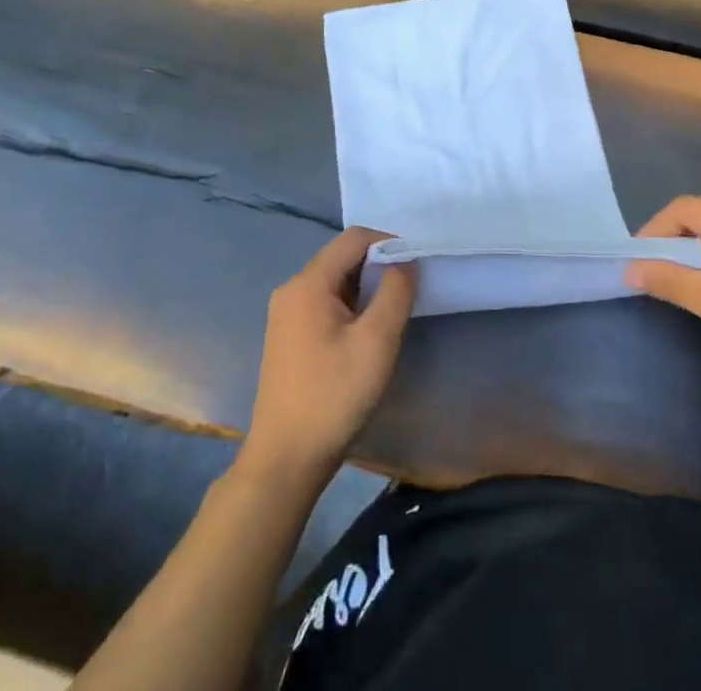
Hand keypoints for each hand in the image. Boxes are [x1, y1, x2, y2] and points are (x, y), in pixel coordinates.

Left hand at [244, 227, 414, 484]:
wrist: (286, 460)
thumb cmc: (334, 396)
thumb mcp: (376, 342)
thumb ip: (395, 292)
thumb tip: (404, 261)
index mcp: (308, 283)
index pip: (354, 239)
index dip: (388, 243)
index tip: (416, 265)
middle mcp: (292, 288)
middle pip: (342, 257)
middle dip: (377, 266)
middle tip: (407, 291)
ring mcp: (285, 313)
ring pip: (334, 280)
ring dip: (365, 287)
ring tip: (390, 313)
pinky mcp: (287, 335)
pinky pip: (323, 302)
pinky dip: (349, 305)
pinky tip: (364, 333)